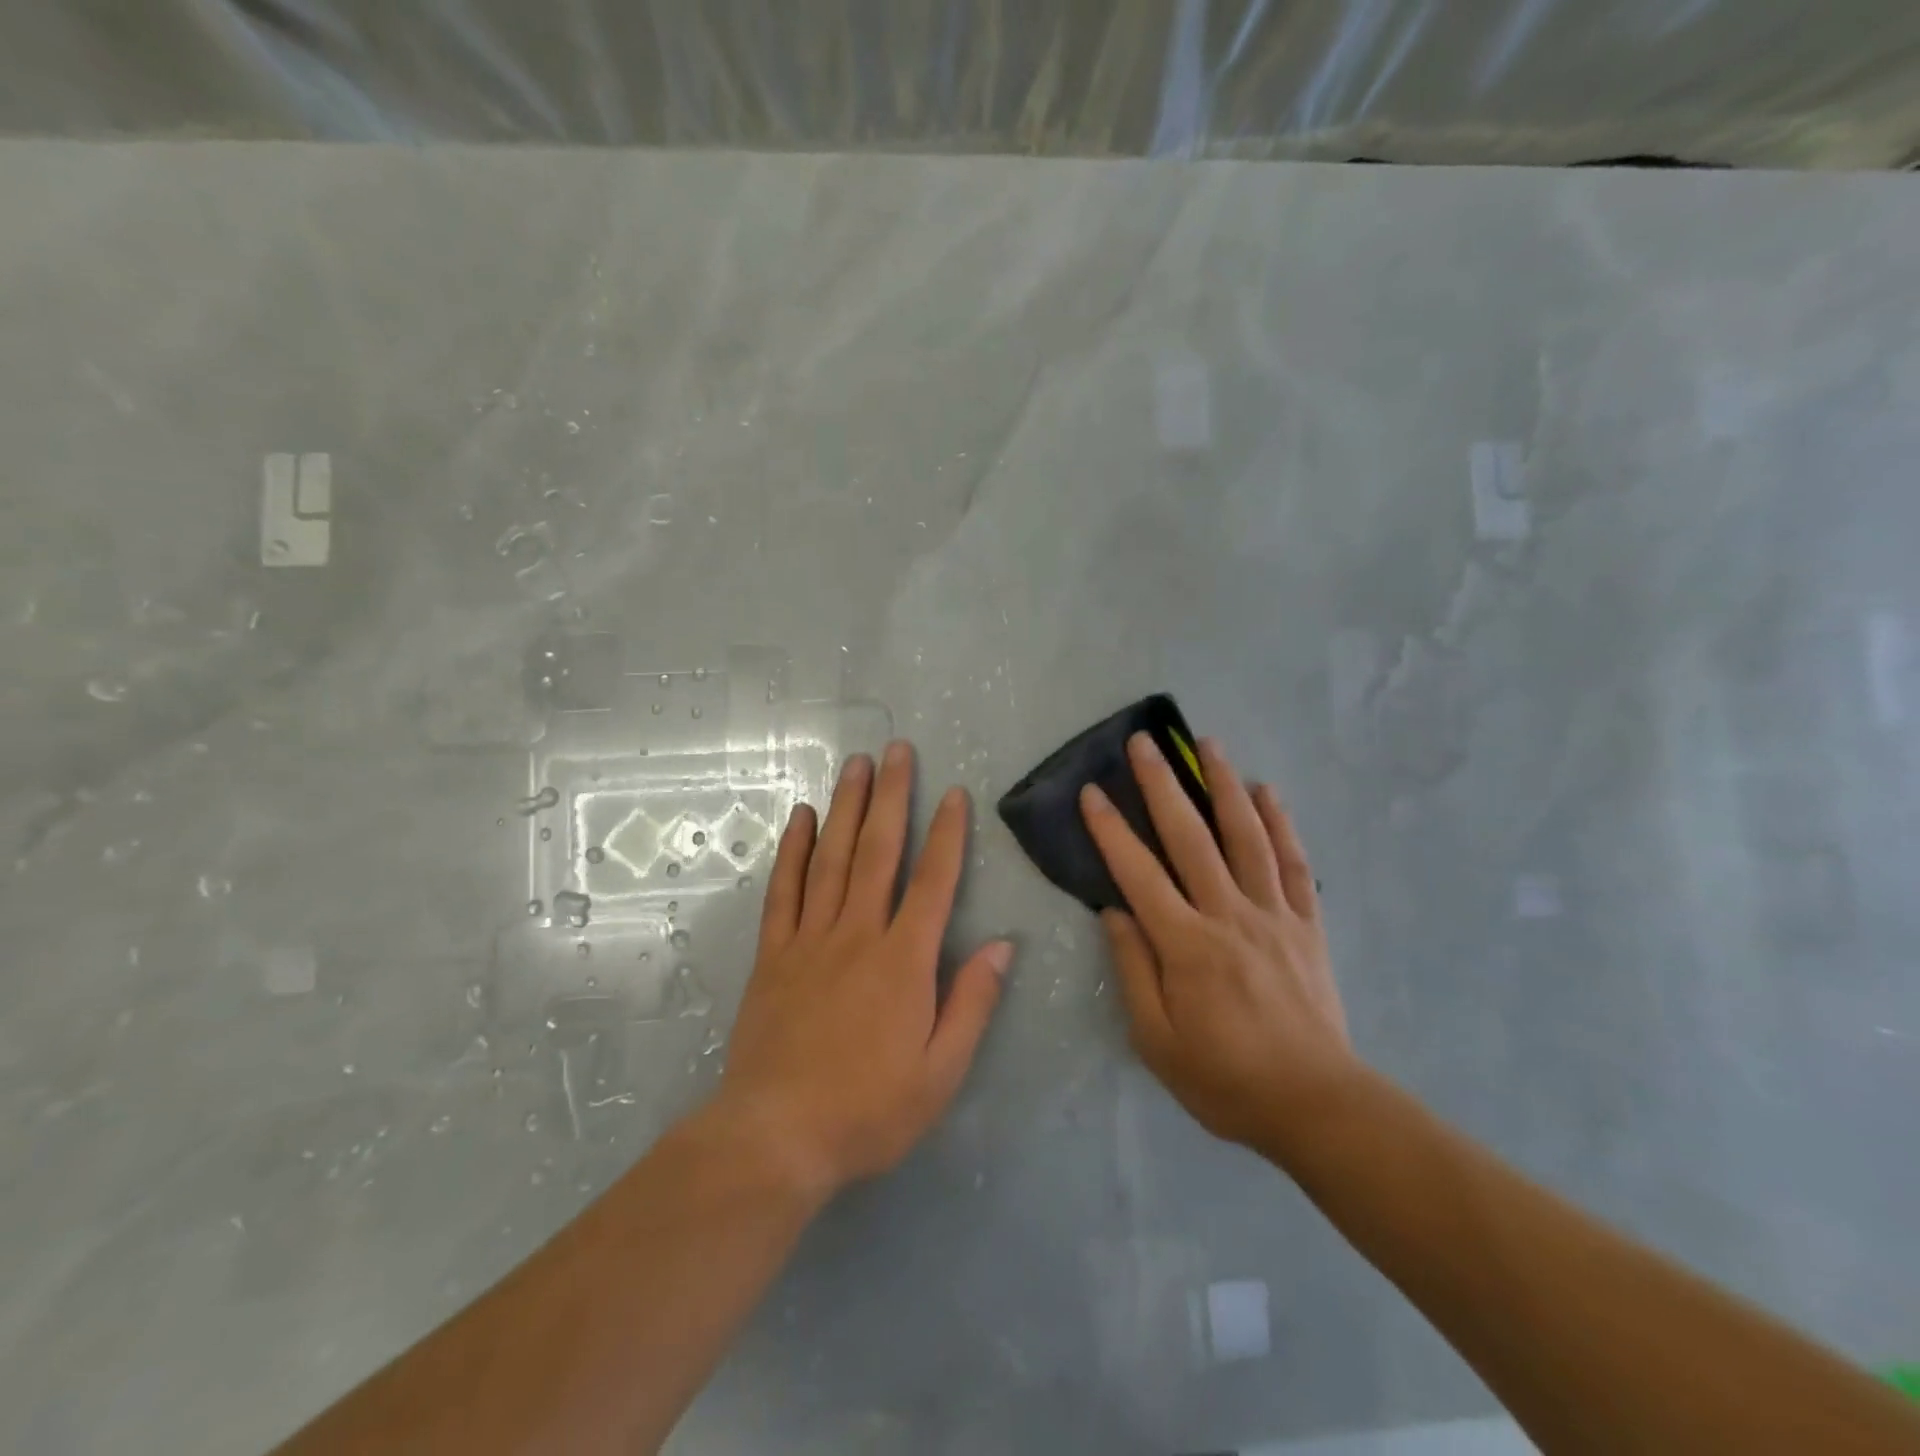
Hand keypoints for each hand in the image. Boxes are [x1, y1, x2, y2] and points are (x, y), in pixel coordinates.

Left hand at [716, 741, 1011, 1198]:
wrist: (776, 1138)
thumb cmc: (868, 1110)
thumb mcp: (940, 1072)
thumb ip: (972, 1003)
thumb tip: (1004, 946)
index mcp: (905, 961)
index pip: (933, 881)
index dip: (947, 834)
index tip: (954, 793)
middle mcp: (858, 934)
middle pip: (878, 851)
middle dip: (892, 796)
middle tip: (896, 749)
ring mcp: (811, 939)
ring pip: (831, 858)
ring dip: (846, 806)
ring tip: (855, 764)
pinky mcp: (774, 954)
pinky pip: (784, 890)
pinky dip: (793, 849)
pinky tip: (801, 817)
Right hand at [1080, 733, 1361, 1156]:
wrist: (1317, 1105)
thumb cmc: (1225, 1078)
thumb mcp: (1157, 1040)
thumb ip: (1132, 970)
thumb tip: (1113, 912)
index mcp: (1186, 945)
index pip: (1139, 873)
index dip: (1111, 830)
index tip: (1093, 792)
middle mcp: (1229, 915)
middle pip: (1191, 837)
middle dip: (1163, 785)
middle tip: (1145, 742)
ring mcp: (1273, 914)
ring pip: (1246, 836)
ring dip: (1224, 785)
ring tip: (1208, 745)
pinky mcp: (1306, 923)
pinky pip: (1293, 863)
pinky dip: (1281, 822)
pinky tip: (1268, 791)